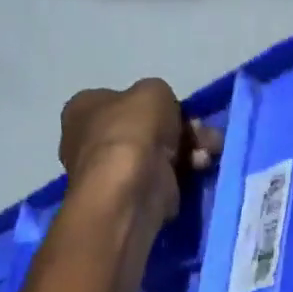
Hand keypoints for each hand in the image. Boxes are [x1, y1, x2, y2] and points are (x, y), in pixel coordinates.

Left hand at [59, 78, 221, 217]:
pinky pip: (161, 180)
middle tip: (205, 136)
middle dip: (181, 131)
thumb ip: (160, 95)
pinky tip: (200, 170)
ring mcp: (109, 173)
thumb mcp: (153, 91)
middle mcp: (90, 141)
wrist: (129, 191)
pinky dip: (181, 175)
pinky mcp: (130, 199)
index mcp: (83, 109)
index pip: (124, 102)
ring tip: (209, 154)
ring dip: (188, 151)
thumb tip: (165, 115)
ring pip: (157, 155)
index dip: (158, 106)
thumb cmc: (132, 133)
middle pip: (145, 130)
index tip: (184, 113)